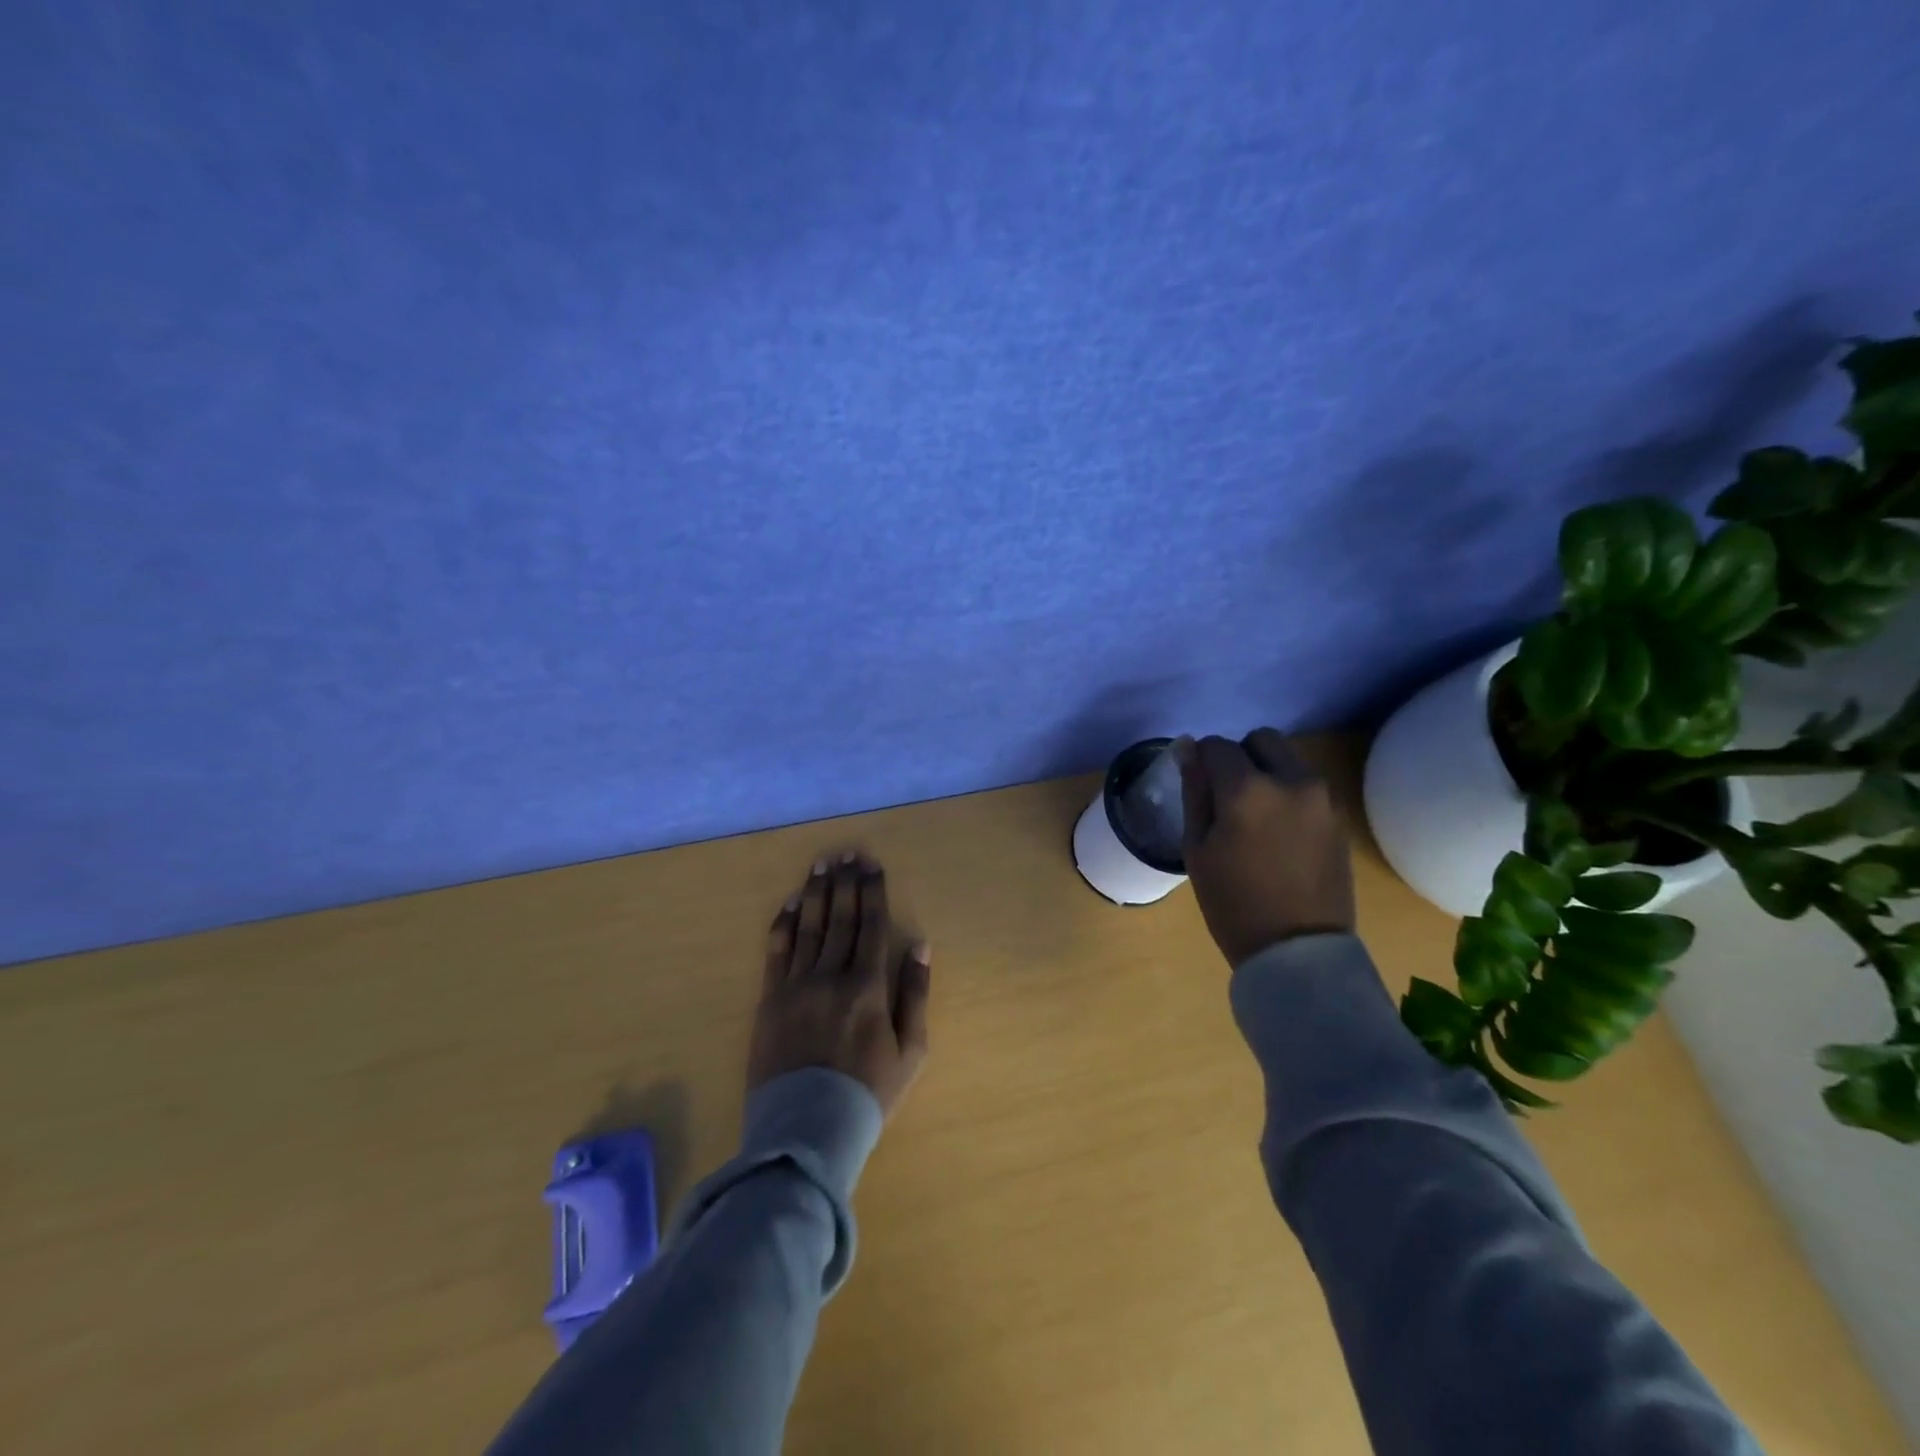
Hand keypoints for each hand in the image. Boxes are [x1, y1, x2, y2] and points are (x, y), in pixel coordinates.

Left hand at [748, 853, 930, 1117]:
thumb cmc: (868, 1094)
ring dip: (816, 893)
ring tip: (821, 865)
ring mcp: (796, 986)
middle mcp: (831, 976)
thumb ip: (915, 994)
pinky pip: (776, 952)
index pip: (872, 925)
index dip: (872, 891)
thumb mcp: (911, 1051)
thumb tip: (920, 945)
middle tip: (846, 853)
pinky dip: (784, 924)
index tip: (871, 864)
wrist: (807, 1133)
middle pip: (840, 918)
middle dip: (845, 882)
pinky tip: (791, 903)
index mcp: (868, 987)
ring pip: (808, 927)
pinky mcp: (769, 1000)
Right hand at [1176, 730, 1354, 966]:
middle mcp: (1291, 781)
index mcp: (1247, 789)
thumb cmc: (1233, 903)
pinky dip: (1289, 792)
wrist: (1297, 952)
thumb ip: (1195, 791)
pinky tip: (1279, 831)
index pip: (1218, 746)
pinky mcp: (1338, 816)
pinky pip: (1307, 785)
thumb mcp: (1197, 848)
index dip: (1202, 759)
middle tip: (1228, 796)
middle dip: (1240, 757)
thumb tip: (1188, 747)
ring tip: (1256, 815)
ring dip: (1267, 772)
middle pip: (1260, 740)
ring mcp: (1322, 798)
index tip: (1198, 785)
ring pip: (1288, 759)